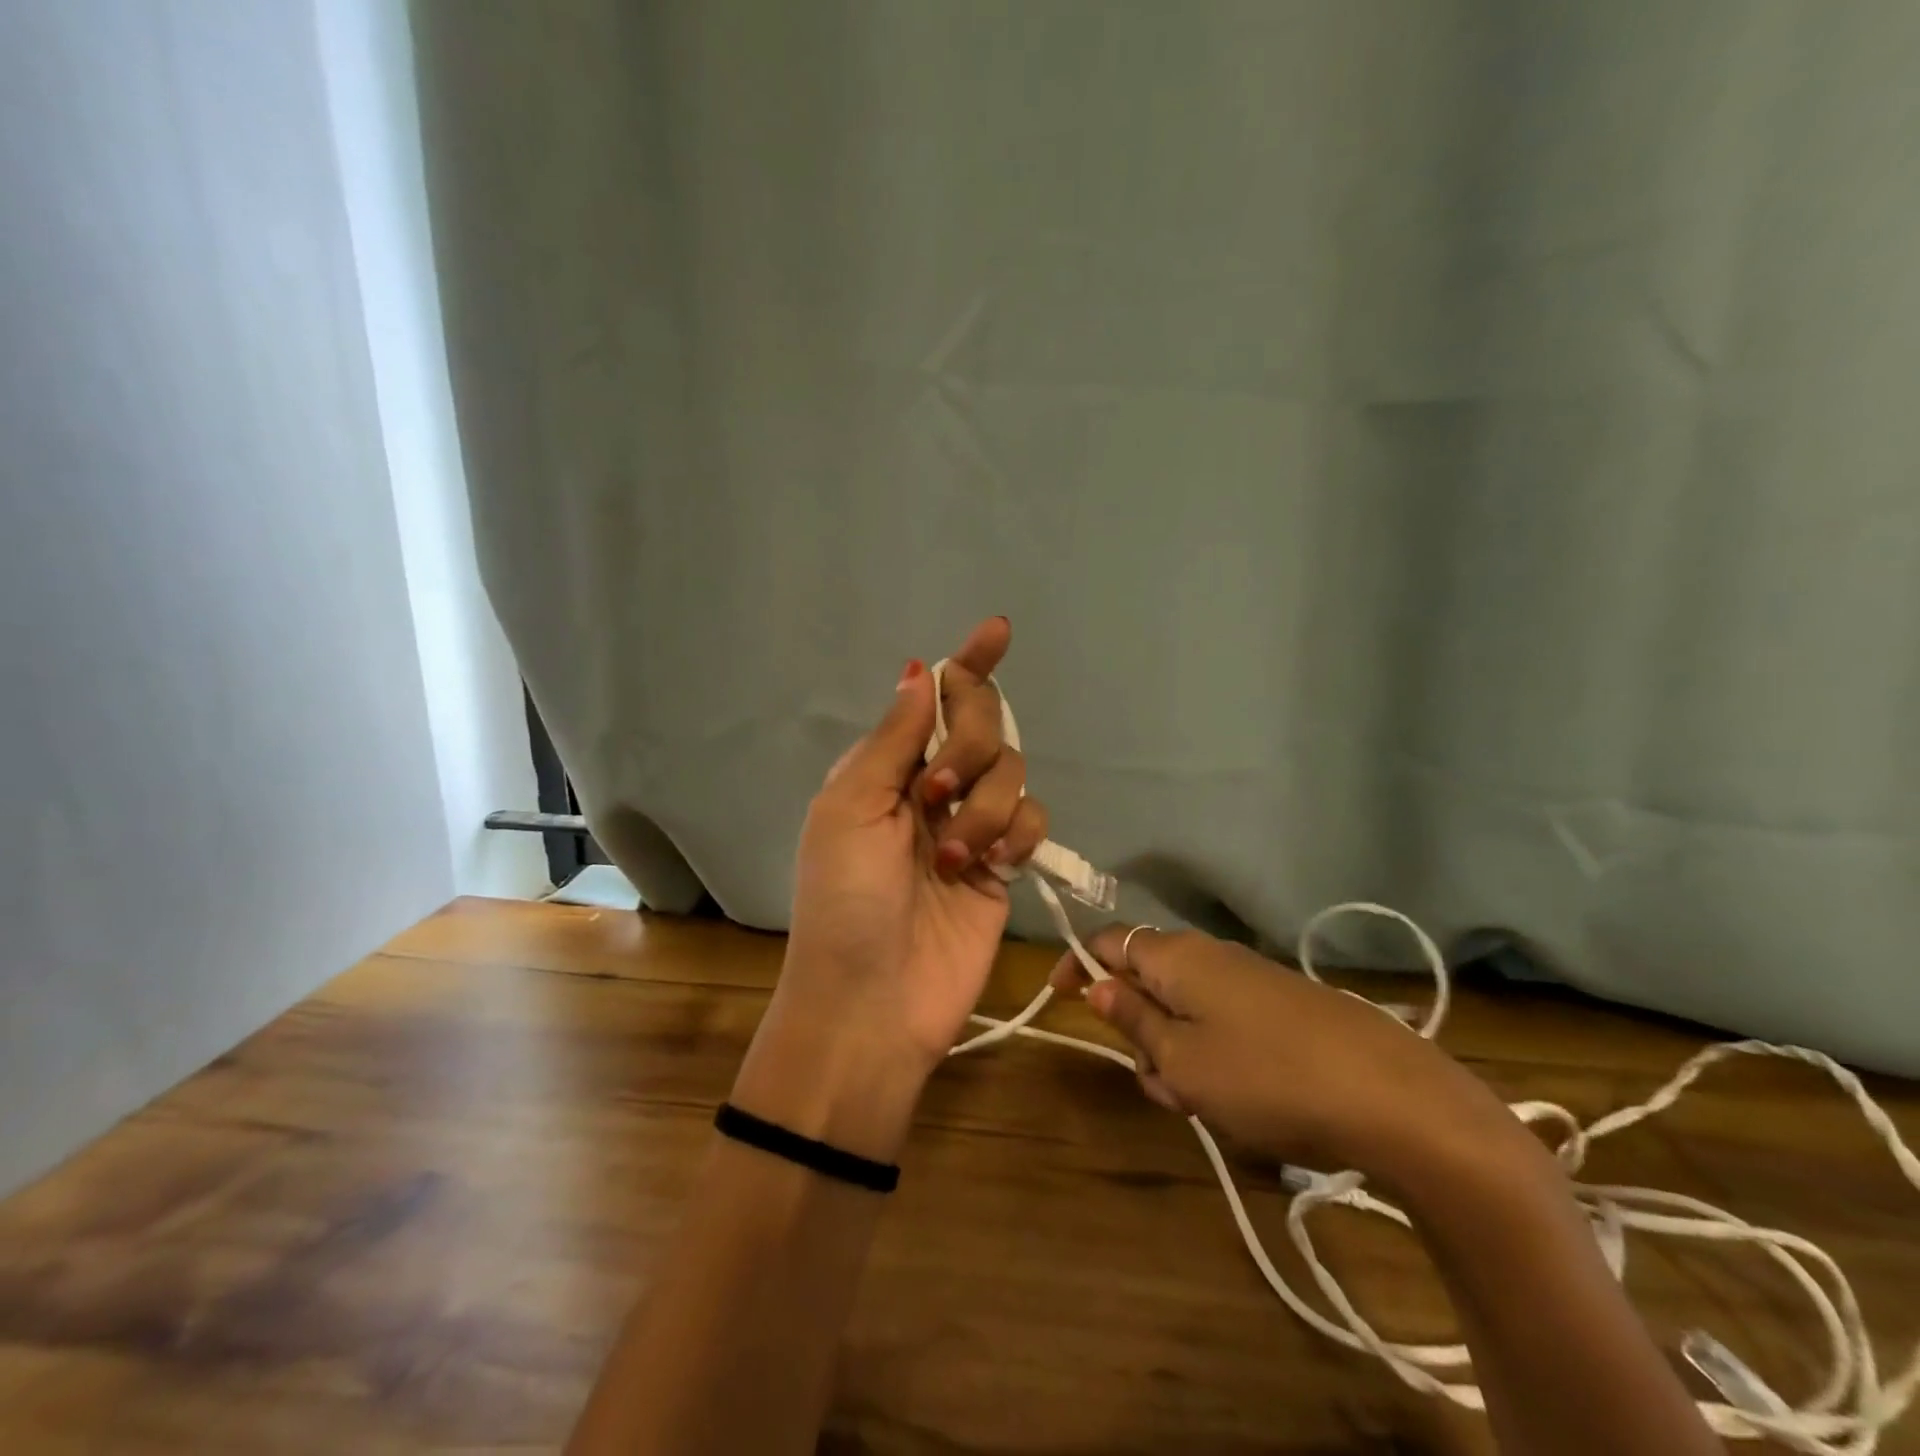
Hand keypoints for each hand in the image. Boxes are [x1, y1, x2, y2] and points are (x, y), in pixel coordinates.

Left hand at [732, 618, 1047, 1159]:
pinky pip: (1032, 818)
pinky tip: (992, 868)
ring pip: (1012, 773)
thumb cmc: (844, 901)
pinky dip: (1015, 834)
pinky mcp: (1005, 865)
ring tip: (951, 859)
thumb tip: (918, 669)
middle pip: (984, 725)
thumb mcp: (851, 809)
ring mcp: (972, 826)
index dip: (967, 663)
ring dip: (984, 809)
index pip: (935, 699)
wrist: (872, 1003)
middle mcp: (933, 787)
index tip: (997, 629)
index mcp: (888, 767)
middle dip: (971, 746)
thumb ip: (894, 739)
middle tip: (937, 791)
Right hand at [1051, 927, 1527, 1180]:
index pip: (1106, 941)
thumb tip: (1096, 983)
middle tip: (1157, 1082)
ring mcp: (1251, 979)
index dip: (1076, 965)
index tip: (1059, 999)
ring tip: (1202, 1102)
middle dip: (1137, 1029)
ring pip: (1186, 1008)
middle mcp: (1210, 954)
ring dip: (1176, 1052)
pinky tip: (1241, 1099)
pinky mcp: (1284, 1007)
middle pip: (1148, 980)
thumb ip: (1134, 1020)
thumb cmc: (1265, 1077)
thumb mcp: (1181, 1060)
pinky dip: (1213, 1055)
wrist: (1394, 1099)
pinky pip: (1223, 1022)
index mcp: (1175, 955)